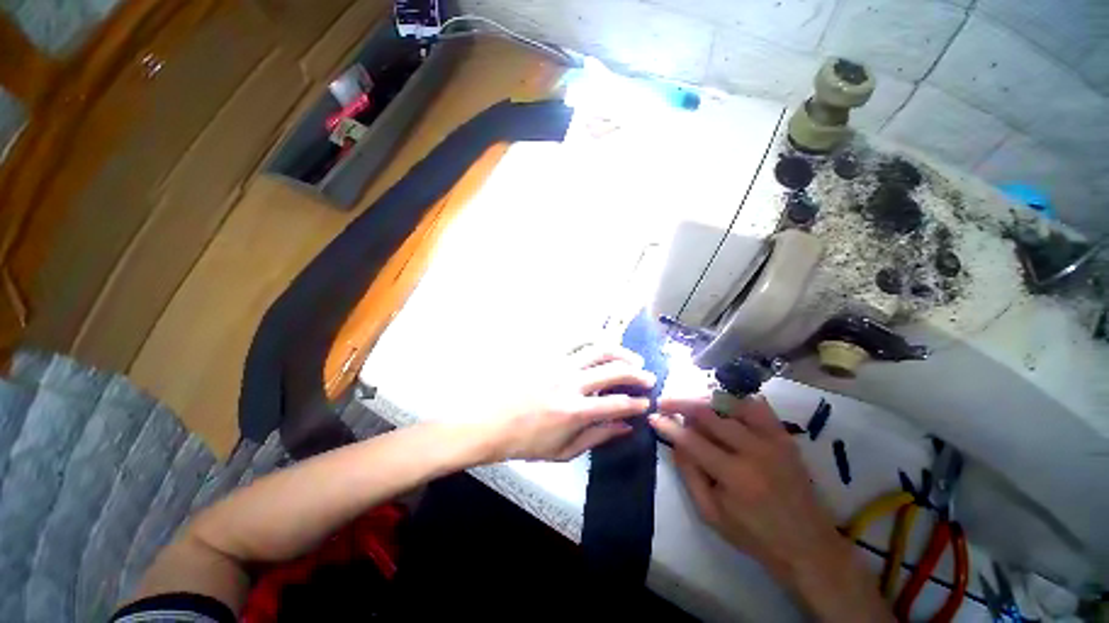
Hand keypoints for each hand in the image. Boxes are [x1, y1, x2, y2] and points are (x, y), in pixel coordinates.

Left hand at [481, 345, 654, 461]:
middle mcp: (571, 383)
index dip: (637, 403)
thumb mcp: (563, 451)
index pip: (618, 403)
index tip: (647, 402)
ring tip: (633, 358)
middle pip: (614, 370)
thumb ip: (597, 437)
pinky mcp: (548, 354)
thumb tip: (625, 427)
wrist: (491, 422)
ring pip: (598, 349)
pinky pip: (575, 340)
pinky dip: (594, 340)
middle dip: (637, 374)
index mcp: (575, 411)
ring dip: (621, 352)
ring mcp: (558, 364)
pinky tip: (603, 345)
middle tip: (648, 378)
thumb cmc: (526, 441)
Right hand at [649, 395, 891, 621]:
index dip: (668, 426)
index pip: (691, 440)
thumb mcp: (711, 514)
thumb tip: (674, 441)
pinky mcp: (784, 436)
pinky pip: (757, 405)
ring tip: (689, 402)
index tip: (653, 416)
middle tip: (664, 402)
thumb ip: (689, 474)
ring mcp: (772, 440)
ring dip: (704, 399)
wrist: (808, 545)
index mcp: (734, 476)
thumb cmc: (754, 535)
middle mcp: (754, 450)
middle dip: (680, 403)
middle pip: (708, 413)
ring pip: (730, 403)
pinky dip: (735, 400)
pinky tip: (722, 404)